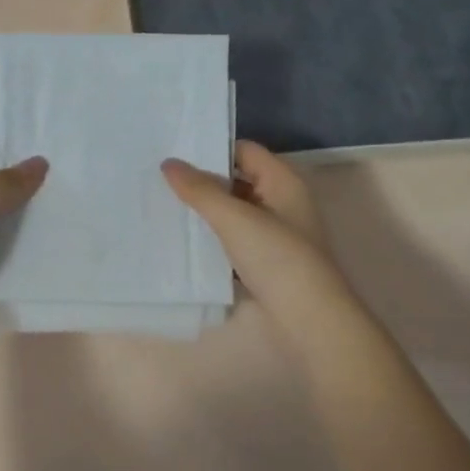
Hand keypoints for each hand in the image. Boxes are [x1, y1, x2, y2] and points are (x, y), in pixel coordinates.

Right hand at [162, 141, 344, 322]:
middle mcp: (283, 202)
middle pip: (238, 181)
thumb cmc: (277, 258)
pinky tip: (186, 243)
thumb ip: (200, 190)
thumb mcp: (235, 219)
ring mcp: (276, 234)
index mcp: (284, 182)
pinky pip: (235, 240)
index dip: (212, 150)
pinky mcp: (267, 262)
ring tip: (165, 208)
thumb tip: (168, 163)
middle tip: (161, 181)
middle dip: (204, 182)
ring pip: (235, 213)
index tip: (174, 156)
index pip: (244, 151)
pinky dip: (214, 239)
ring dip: (206, 212)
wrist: (308, 320)